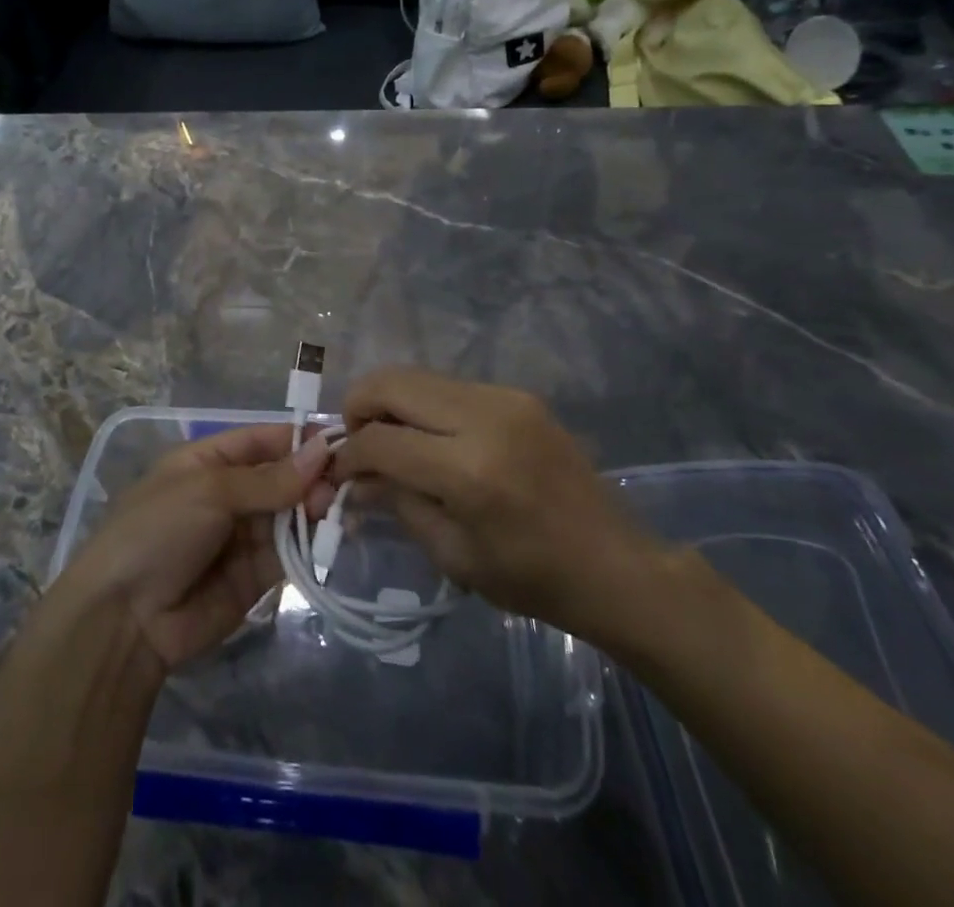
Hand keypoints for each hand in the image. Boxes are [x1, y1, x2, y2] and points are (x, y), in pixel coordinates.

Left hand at [56, 425, 333, 672]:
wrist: (125, 618)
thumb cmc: (159, 530)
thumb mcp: (210, 491)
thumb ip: (268, 479)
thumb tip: (321, 451)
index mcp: (209, 460)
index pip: (262, 440)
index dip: (299, 439)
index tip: (340, 440)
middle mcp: (229, 493)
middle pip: (281, 477)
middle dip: (311, 477)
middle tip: (343, 484)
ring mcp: (242, 536)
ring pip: (290, 514)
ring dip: (315, 510)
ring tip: (339, 511)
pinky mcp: (255, 576)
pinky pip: (289, 553)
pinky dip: (310, 545)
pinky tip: (331, 538)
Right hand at [332, 367, 672, 647]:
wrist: (614, 564)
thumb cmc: (532, 577)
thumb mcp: (454, 555)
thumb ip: (399, 504)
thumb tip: (356, 477)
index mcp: (469, 470)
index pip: (382, 440)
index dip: (349, 453)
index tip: (339, 470)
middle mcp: (485, 418)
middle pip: (392, 383)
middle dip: (359, 406)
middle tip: (356, 441)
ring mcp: (504, 398)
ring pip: (418, 375)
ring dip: (390, 401)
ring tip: (388, 438)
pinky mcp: (517, 394)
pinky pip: (449, 386)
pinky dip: (423, 404)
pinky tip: (428, 436)